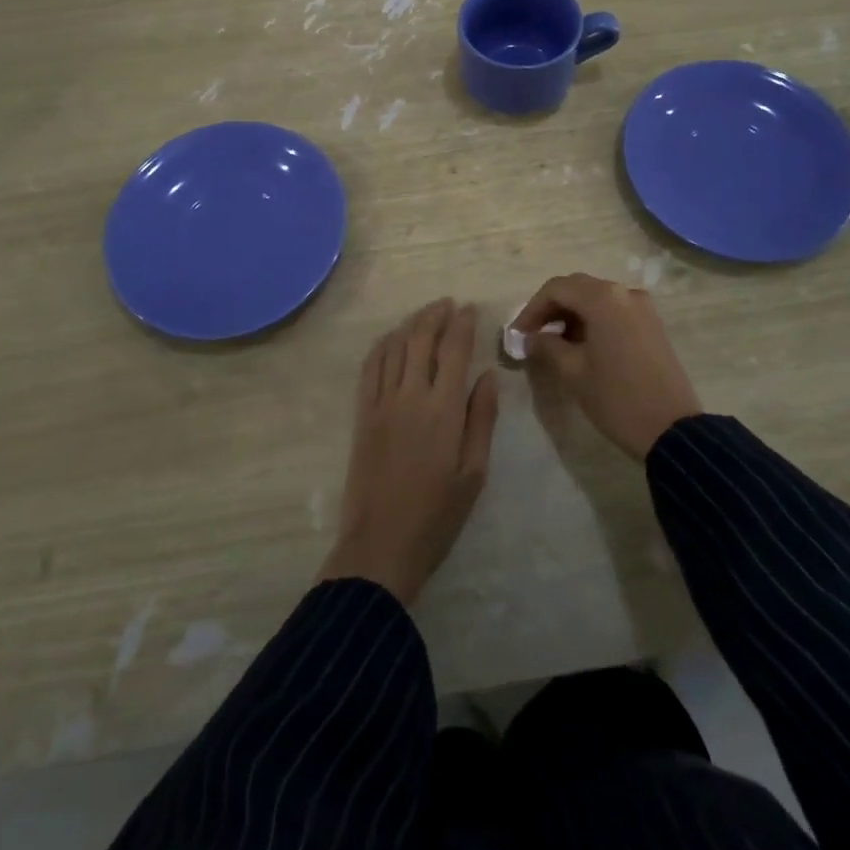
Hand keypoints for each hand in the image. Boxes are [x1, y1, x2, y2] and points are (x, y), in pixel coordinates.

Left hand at [318, 300, 499, 604]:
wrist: (381, 544)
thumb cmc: (437, 514)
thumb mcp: (474, 472)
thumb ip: (481, 418)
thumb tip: (488, 374)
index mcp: (443, 409)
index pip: (454, 350)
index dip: (463, 324)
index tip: (470, 308)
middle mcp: (410, 395)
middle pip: (420, 338)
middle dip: (435, 315)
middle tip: (448, 304)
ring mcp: (381, 402)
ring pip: (394, 346)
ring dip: (410, 324)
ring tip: (425, 316)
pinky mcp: (362, 413)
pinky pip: (370, 367)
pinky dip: (382, 345)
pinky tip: (391, 340)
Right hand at [512, 274, 701, 459]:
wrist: (672, 430)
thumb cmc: (616, 398)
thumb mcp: (573, 372)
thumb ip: (546, 346)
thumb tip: (530, 337)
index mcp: (603, 298)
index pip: (556, 289)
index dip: (531, 309)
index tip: (517, 334)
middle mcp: (624, 293)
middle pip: (577, 287)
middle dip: (551, 308)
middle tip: (531, 335)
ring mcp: (642, 307)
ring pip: (596, 298)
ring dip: (572, 314)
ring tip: (553, 343)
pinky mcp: (652, 324)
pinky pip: (614, 310)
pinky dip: (593, 320)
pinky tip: (581, 345)